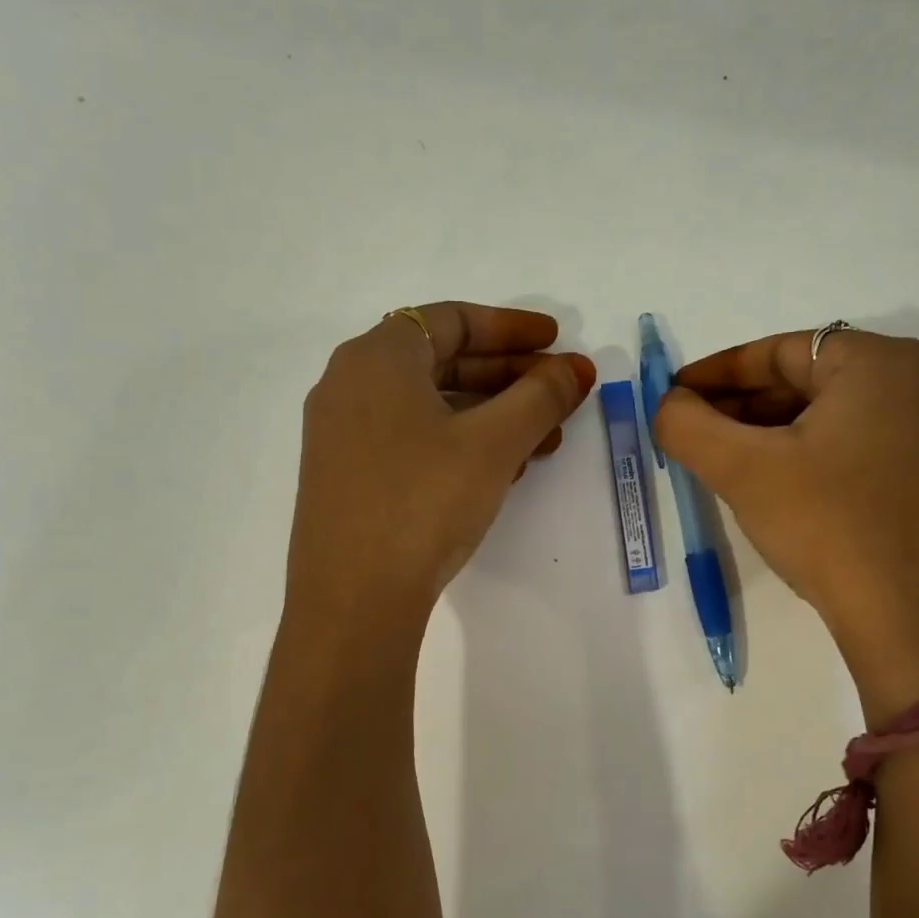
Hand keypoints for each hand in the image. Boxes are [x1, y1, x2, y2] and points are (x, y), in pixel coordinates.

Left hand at [286, 302, 595, 626]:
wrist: (353, 598)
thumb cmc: (424, 500)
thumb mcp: (493, 443)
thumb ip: (540, 397)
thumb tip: (576, 369)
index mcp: (377, 357)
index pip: (453, 319)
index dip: (512, 327)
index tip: (556, 341)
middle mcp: (350, 384)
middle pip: (442, 361)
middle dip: (508, 376)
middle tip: (559, 394)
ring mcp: (343, 434)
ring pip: (430, 406)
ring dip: (491, 415)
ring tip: (544, 439)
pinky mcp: (347, 476)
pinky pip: (412, 439)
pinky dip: (459, 443)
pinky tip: (500, 471)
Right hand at [653, 328, 918, 720]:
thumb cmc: (829, 527)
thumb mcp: (743, 470)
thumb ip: (687, 425)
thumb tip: (668, 406)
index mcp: (880, 362)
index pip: (778, 351)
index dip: (714, 373)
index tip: (672, 397)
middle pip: (807, 381)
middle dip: (741, 407)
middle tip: (692, 435)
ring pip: (832, 419)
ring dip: (772, 435)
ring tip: (725, 466)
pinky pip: (859, 450)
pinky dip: (810, 459)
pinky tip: (778, 492)